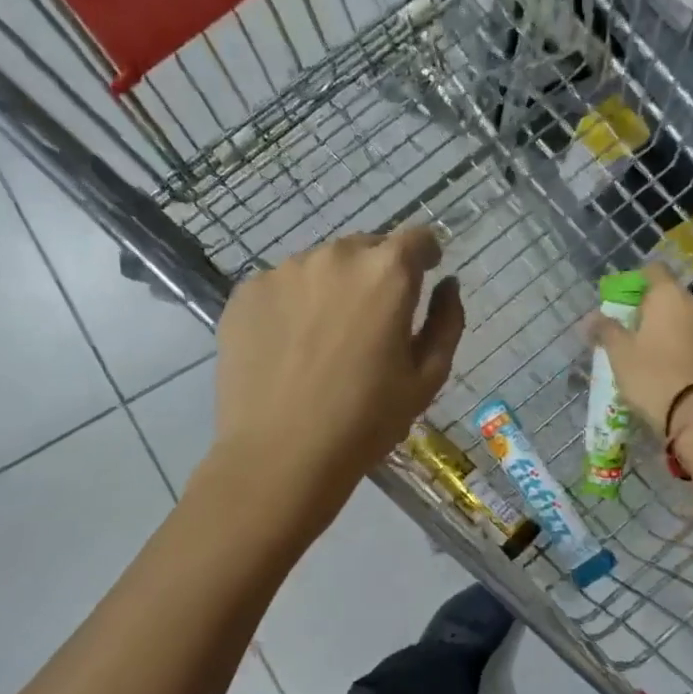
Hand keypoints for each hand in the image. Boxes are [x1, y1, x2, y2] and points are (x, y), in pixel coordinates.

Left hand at [212, 229, 464, 504]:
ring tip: (325, 339)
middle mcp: (335, 257)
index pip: (417, 238)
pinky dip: (293, 305)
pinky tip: (290, 348)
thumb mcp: (427, 378)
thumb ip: (446, 322)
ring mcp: (284, 271)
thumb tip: (446, 285)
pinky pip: (282, 286)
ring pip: (321, 266)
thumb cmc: (366, 421)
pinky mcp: (246, 292)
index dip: (425, 256)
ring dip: (333, 288)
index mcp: (387, 273)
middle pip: (367, 248)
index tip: (424, 276)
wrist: (280, 454)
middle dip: (377, 274)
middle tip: (373, 321)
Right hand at [591, 263, 692, 432]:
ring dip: (672, 328)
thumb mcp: (620, 354)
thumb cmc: (652, 376)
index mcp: (670, 295)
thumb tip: (591, 317)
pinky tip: (673, 366)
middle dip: (654, 310)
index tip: (624, 303)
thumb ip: (606, 329)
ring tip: (654, 354)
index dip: (637, 282)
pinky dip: (686, 345)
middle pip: (671, 296)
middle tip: (635, 334)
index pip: (653, 270)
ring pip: (687, 318)